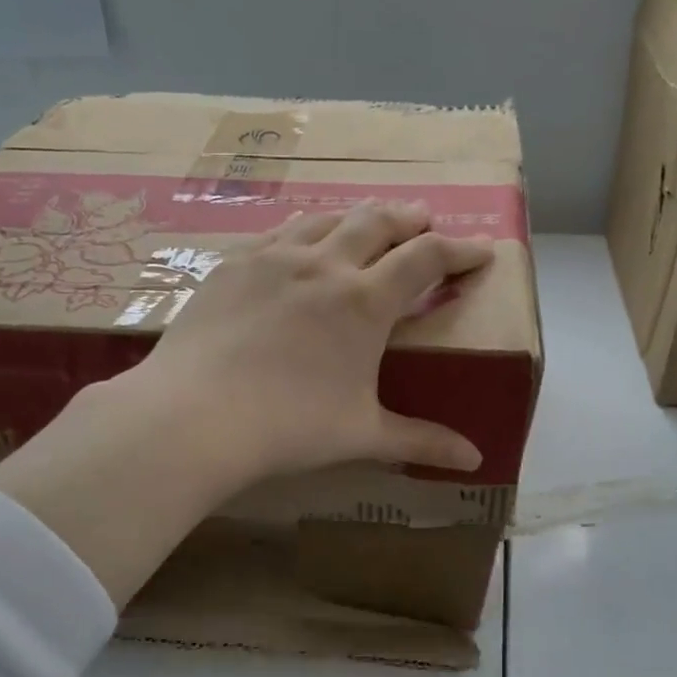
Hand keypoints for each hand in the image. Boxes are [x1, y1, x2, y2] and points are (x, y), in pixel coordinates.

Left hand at [0, 201, 492, 606]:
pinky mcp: (233, 265)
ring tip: (367, 223)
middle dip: (409, 219)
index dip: (460, 250)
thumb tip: (474, 460)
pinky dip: (304, 230)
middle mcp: (324, 265)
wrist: (194, 416)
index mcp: (365, 301)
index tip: (482, 250)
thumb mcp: (362, 435)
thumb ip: (421, 441)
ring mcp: (273, 259)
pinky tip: (299, 242)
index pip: (426, 259)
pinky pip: (278, 232)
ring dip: (357, 216)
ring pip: (326, 219)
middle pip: (377, 223)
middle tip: (425, 221)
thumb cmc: (289, 427)